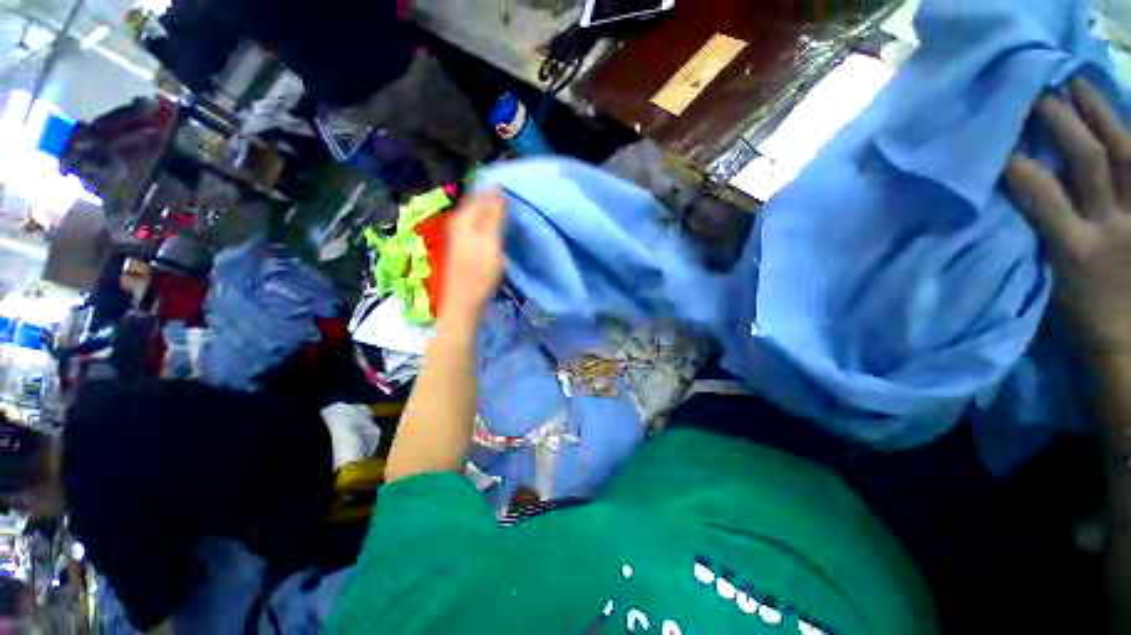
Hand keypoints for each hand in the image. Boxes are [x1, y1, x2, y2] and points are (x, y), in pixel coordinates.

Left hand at [440, 190, 506, 325]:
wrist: (463, 302)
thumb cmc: (479, 274)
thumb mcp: (490, 243)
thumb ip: (493, 216)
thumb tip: (497, 188)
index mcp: (464, 218)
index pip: (480, 192)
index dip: (495, 188)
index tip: (515, 186)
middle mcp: (457, 222)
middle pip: (477, 202)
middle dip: (494, 198)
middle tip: (516, 199)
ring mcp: (459, 235)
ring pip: (477, 214)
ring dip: (492, 211)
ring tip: (510, 210)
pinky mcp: (463, 247)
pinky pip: (477, 226)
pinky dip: (488, 223)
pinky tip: (498, 227)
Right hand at [1006, 78, 1130, 357]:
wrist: (1125, 342)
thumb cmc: (1077, 320)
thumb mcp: (1046, 289)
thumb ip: (1032, 244)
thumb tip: (1006, 205)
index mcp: (1075, 251)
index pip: (1040, 196)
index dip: (1018, 163)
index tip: (995, 136)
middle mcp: (1112, 225)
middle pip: (1089, 160)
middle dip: (1062, 121)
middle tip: (1038, 88)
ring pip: (1126, 154)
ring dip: (1101, 115)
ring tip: (1078, 82)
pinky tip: (1126, 115)